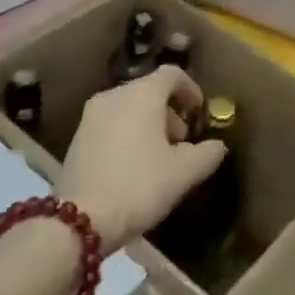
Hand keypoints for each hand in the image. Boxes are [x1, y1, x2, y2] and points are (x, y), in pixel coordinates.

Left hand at [57, 66, 225, 253]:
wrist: (79, 220)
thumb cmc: (139, 186)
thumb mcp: (183, 173)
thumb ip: (207, 154)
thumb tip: (217, 145)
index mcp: (142, 94)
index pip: (172, 74)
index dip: (190, 89)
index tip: (199, 113)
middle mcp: (115, 95)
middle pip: (150, 91)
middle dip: (170, 112)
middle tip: (181, 144)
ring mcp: (91, 115)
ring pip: (129, 107)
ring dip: (149, 125)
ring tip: (158, 159)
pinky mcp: (77, 136)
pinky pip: (112, 123)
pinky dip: (128, 133)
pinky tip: (133, 166)